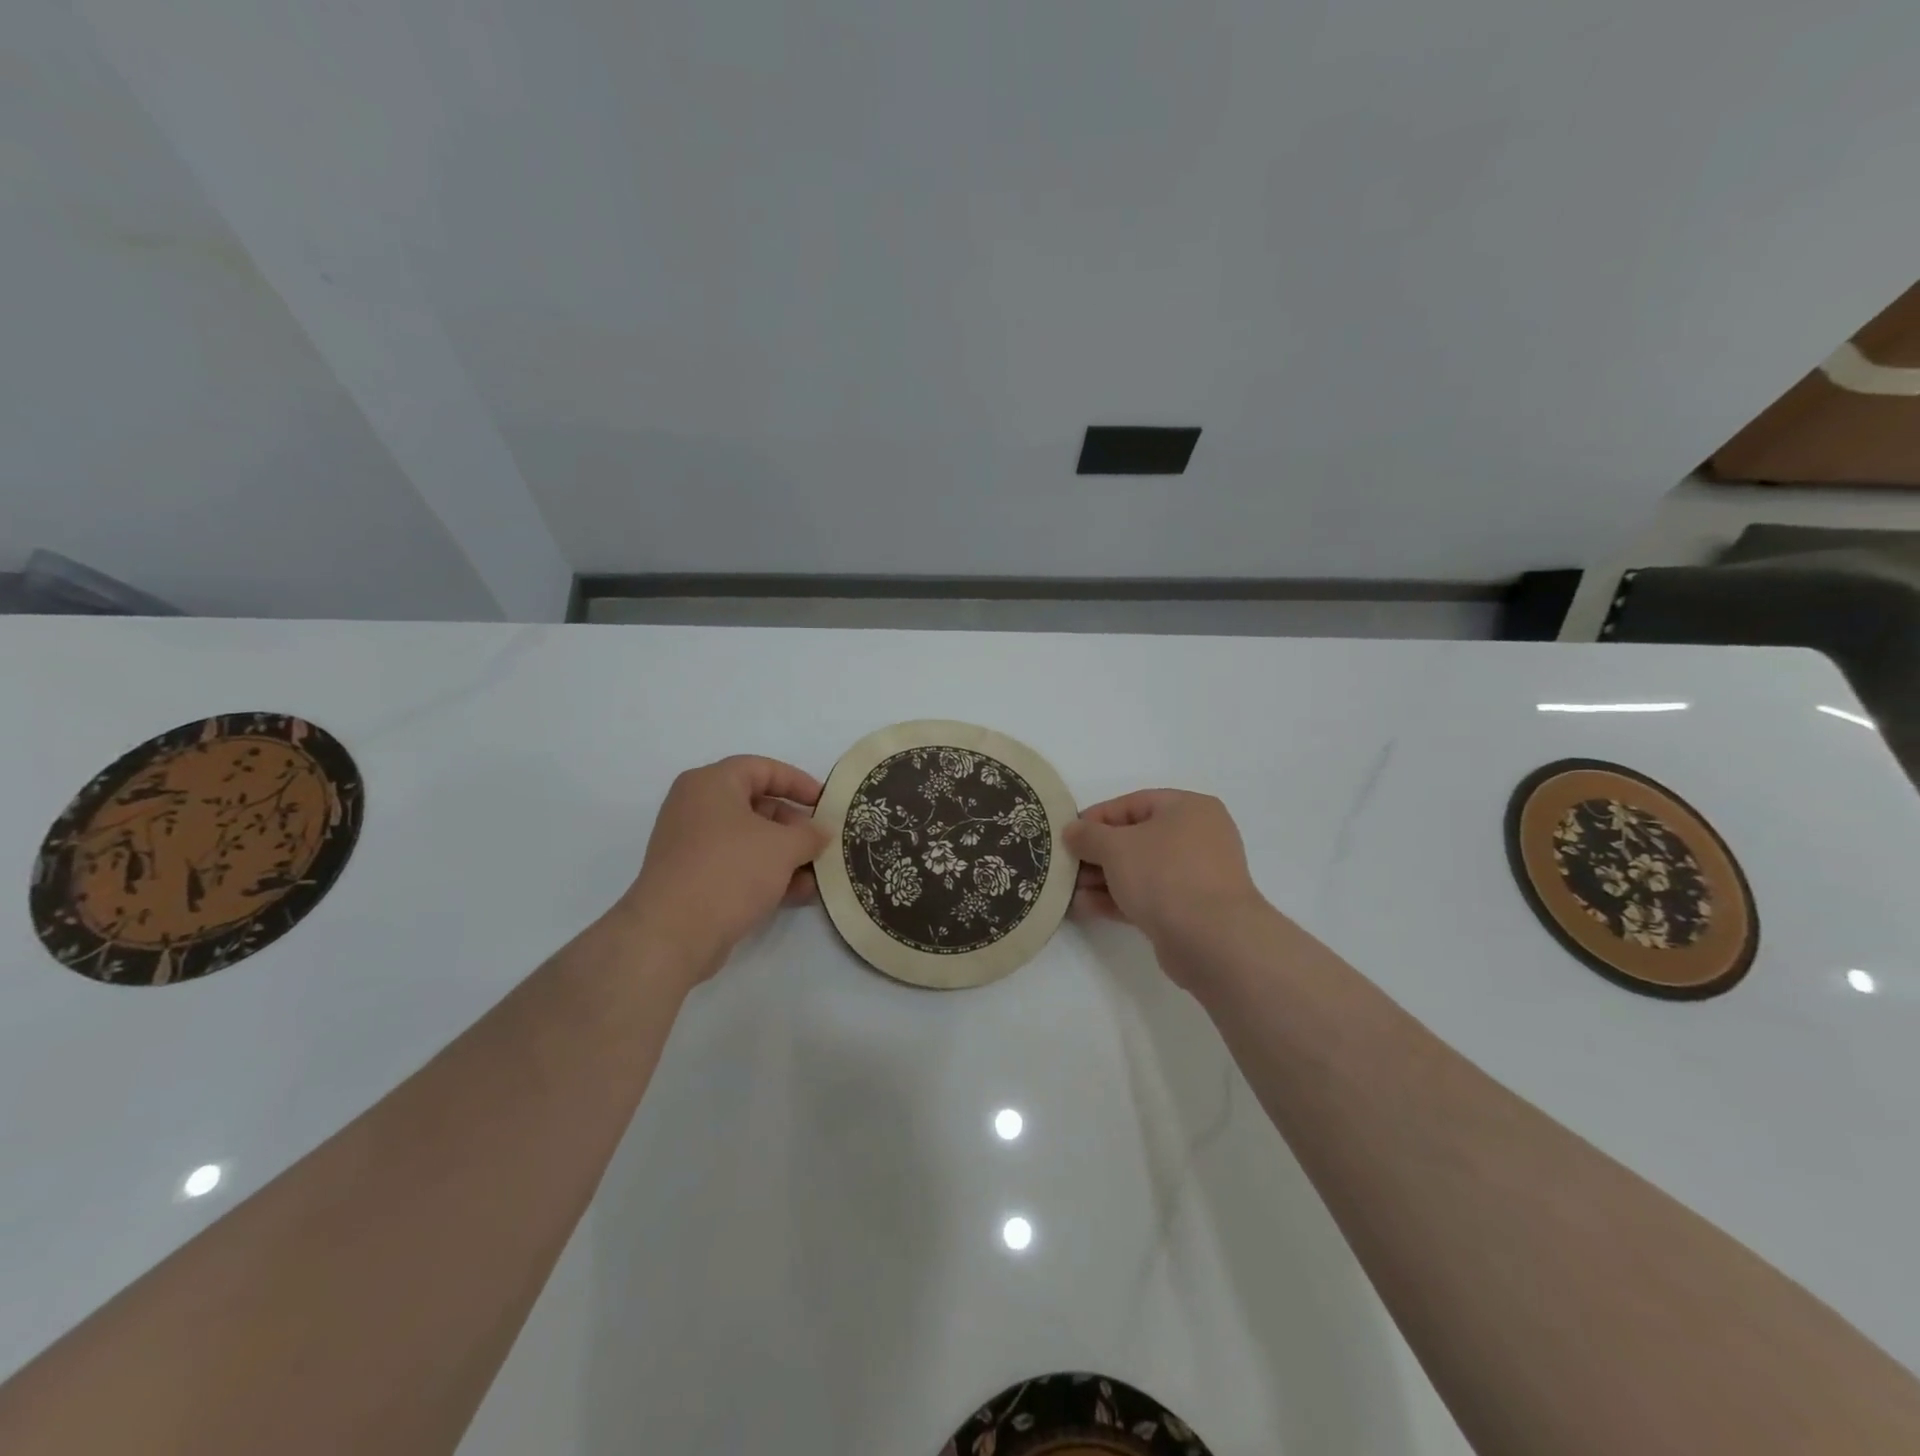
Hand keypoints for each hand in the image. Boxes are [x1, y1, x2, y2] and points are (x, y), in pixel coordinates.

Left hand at [614, 755, 828, 985]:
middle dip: (794, 825)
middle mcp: (696, 807)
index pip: (762, 768)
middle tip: (821, 842)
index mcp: (711, 783)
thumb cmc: (730, 871)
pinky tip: (797, 894)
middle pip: (756, 805)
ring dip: (785, 855)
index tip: (825, 803)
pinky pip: (737, 866)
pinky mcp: (692, 879)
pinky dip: (765, 874)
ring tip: (816, 874)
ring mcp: (691, 845)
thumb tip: (820, 833)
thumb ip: (809, 834)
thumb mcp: (783, 847)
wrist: (673, 934)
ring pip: (749, 840)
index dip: (798, 782)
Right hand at [1065, 790, 1273, 978]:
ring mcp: (1197, 875)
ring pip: (1141, 870)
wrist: (1211, 939)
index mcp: (1188, 808)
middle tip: (1067, 866)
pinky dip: (1119, 899)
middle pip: (1136, 838)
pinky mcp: (1191, 910)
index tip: (1068, 835)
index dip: (1096, 818)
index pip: (1132, 803)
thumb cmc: (1164, 875)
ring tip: (1071, 891)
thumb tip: (1072, 830)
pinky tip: (1086, 908)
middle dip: (1098, 853)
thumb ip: (1088, 835)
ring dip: (1104, 879)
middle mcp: (1198, 837)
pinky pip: (1149, 896)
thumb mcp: (1116, 847)